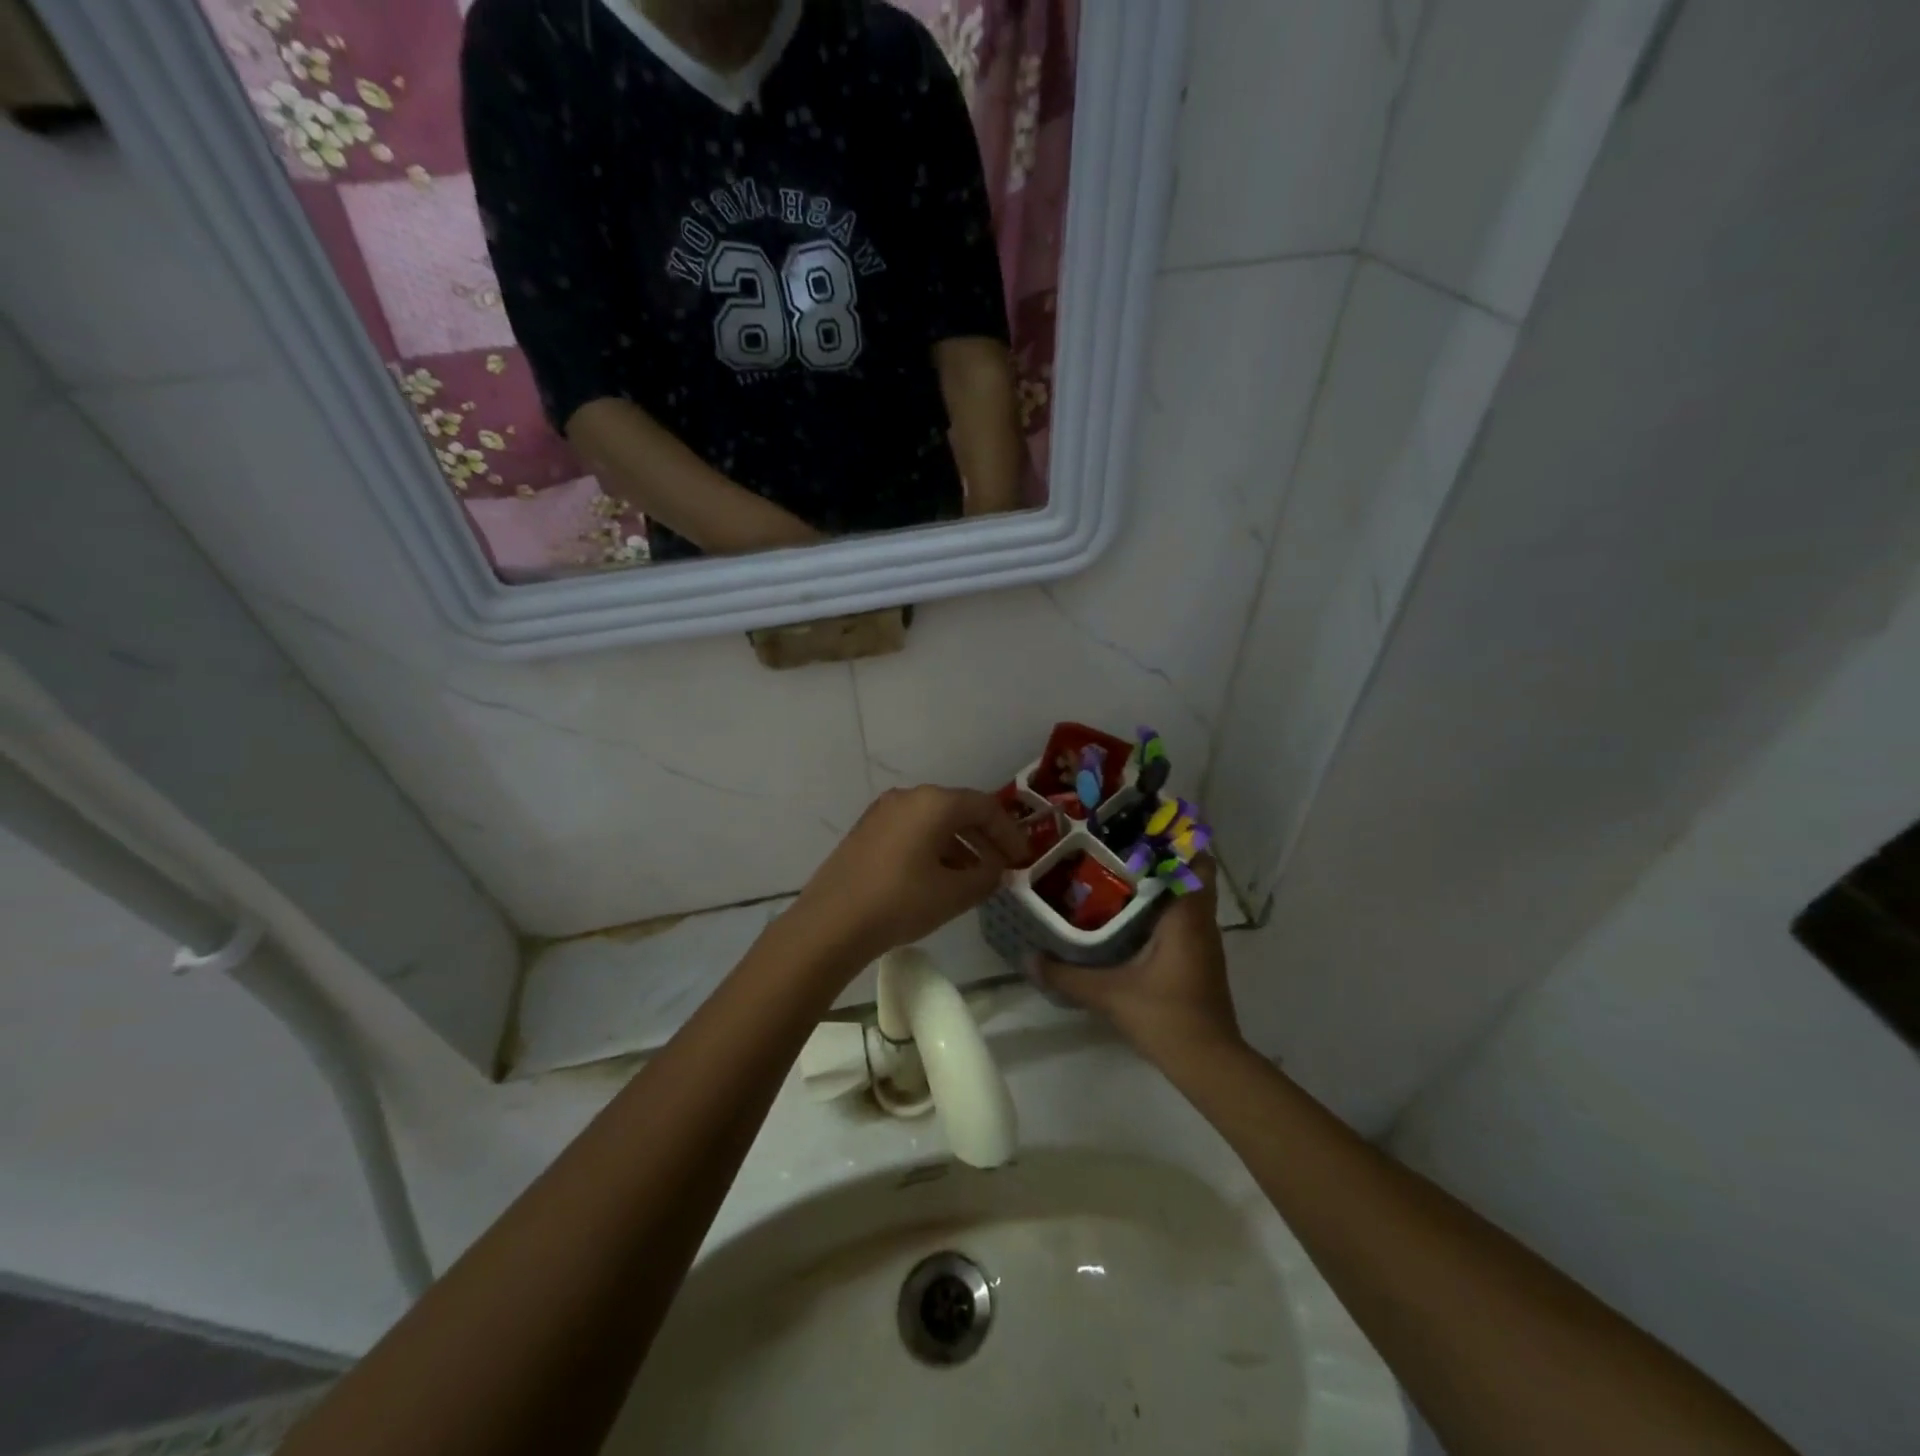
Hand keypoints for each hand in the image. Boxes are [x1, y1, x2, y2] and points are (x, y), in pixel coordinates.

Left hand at [783, 786, 1027, 976]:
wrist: (831, 923)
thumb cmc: (901, 902)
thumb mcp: (954, 894)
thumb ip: (986, 878)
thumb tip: (997, 870)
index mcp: (934, 802)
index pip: (985, 807)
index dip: (1009, 833)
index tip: (1023, 859)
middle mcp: (908, 797)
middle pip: (958, 810)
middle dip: (985, 838)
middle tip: (1003, 866)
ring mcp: (883, 812)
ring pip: (933, 821)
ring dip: (960, 845)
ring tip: (975, 877)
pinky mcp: (867, 831)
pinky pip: (912, 831)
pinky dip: (933, 848)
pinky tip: (940, 877)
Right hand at [1036, 860, 1243, 1066]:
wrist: (1208, 1063)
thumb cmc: (1165, 1015)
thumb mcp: (1109, 993)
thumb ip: (1067, 975)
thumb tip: (1028, 958)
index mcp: (1186, 917)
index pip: (1195, 862)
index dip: (1175, 841)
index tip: (1141, 828)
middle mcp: (1201, 923)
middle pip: (1191, 876)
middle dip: (1161, 859)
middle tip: (1120, 848)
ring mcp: (1204, 943)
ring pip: (1187, 899)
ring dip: (1162, 885)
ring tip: (1118, 875)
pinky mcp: (1199, 961)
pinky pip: (1183, 919)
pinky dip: (1162, 910)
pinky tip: (1130, 918)